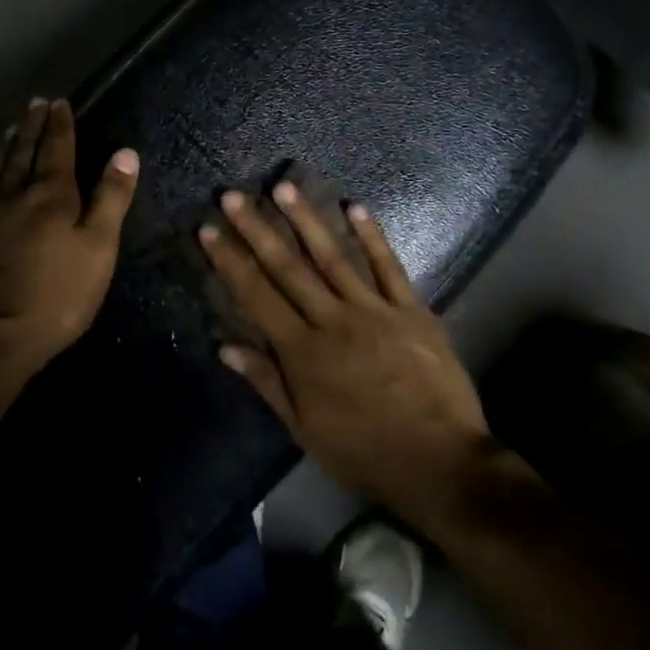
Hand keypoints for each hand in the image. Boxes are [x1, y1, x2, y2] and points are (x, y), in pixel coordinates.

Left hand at [0, 98, 139, 369]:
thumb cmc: (58, 294)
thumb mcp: (98, 248)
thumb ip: (111, 198)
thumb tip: (126, 152)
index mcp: (51, 195)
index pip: (57, 148)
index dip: (60, 125)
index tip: (59, 102)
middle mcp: (16, 195)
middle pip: (23, 151)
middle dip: (32, 126)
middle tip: (35, 103)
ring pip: (0, 168)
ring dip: (9, 145)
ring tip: (13, 127)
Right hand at [198, 181, 492, 529]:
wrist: (439, 461)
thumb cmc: (364, 451)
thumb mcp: (305, 428)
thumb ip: (267, 382)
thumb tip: (226, 347)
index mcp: (303, 351)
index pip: (257, 296)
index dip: (230, 261)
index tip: (209, 230)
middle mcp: (332, 320)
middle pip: (288, 267)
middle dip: (257, 230)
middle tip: (234, 196)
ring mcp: (375, 310)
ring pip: (333, 257)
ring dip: (306, 220)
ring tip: (284, 187)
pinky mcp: (412, 309)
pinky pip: (389, 266)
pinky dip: (372, 236)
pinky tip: (355, 207)